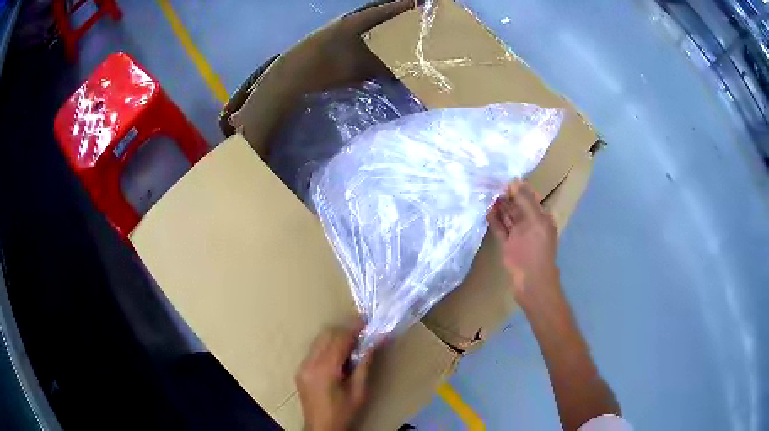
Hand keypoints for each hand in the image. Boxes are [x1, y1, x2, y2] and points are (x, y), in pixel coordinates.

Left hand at [296, 318, 371, 430]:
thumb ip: (364, 364)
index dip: (353, 329)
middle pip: (326, 336)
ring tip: (352, 345)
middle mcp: (309, 364)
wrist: (321, 427)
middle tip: (362, 333)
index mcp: (325, 370)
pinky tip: (338, 357)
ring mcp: (302, 366)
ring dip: (335, 338)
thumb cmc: (344, 412)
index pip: (339, 340)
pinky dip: (327, 347)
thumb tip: (374, 342)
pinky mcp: (300, 370)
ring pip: (318, 341)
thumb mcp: (359, 391)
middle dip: (344, 331)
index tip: (366, 321)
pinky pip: (314, 351)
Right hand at [487, 181, 559, 304]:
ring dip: (499, 207)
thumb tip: (514, 182)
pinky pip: (501, 229)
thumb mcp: (534, 222)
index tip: (502, 178)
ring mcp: (519, 235)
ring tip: (486, 195)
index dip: (518, 188)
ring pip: (508, 217)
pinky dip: (495, 221)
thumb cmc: (535, 251)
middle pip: (518, 206)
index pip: (530, 197)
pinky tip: (487, 211)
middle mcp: (530, 224)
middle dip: (506, 196)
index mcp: (541, 217)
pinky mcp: (508, 245)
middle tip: (490, 184)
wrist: (531, 282)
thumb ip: (525, 201)